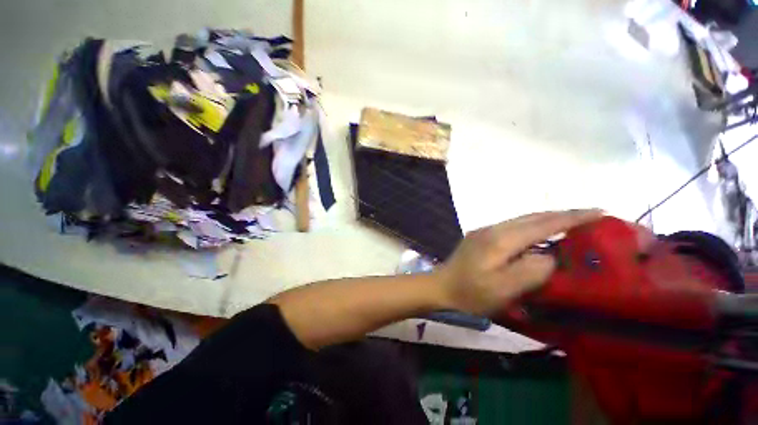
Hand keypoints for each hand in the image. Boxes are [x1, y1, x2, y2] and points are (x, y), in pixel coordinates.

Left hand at [434, 210, 602, 314]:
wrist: (440, 287)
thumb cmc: (470, 293)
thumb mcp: (503, 289)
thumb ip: (531, 271)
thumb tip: (550, 256)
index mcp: (500, 240)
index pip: (542, 224)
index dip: (571, 217)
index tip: (599, 211)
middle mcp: (493, 229)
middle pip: (532, 217)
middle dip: (562, 215)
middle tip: (590, 217)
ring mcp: (484, 231)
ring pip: (521, 220)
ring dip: (546, 219)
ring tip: (569, 224)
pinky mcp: (480, 236)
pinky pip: (512, 227)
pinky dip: (530, 227)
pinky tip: (537, 235)